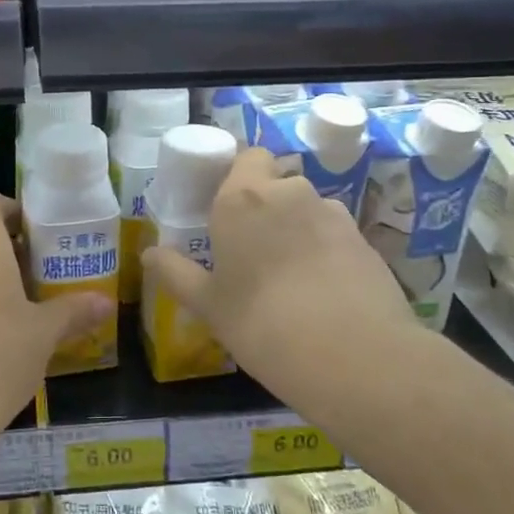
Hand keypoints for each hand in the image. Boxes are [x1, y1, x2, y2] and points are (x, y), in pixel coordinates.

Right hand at [143, 147, 415, 397]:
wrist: (355, 357)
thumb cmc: (262, 323)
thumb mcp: (209, 305)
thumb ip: (175, 273)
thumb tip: (148, 253)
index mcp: (242, 198)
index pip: (246, 156)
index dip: (239, 175)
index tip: (227, 208)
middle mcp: (289, 193)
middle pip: (277, 182)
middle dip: (266, 205)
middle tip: (252, 248)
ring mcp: (333, 213)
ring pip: (307, 208)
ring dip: (297, 228)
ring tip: (289, 275)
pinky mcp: (364, 240)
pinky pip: (334, 234)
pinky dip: (325, 250)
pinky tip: (321, 291)